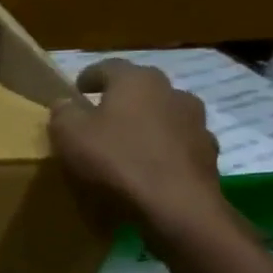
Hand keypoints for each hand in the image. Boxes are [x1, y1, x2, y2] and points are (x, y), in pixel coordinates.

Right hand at [49, 59, 227, 239]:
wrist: (176, 206)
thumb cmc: (116, 160)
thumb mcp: (69, 134)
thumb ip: (63, 112)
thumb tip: (65, 102)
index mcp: (136, 80)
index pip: (108, 67)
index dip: (89, 76)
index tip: (77, 90)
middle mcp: (171, 91)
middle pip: (140, 89)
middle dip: (120, 99)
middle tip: (100, 117)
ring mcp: (196, 122)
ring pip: (163, 115)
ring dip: (146, 124)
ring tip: (127, 145)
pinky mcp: (208, 153)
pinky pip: (178, 144)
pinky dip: (163, 150)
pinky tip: (149, 168)